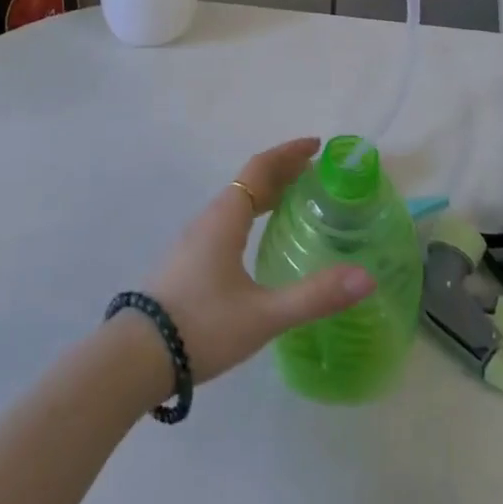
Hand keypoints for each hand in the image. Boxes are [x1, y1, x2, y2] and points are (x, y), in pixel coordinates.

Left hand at [143, 138, 373, 383]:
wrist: (136, 357)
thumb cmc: (202, 326)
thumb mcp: (263, 314)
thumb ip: (315, 296)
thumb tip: (366, 276)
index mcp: (226, 218)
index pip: (261, 169)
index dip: (289, 153)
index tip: (317, 146)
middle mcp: (209, 219)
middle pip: (249, 182)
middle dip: (282, 171)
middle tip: (315, 172)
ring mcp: (194, 240)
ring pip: (235, 201)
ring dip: (265, 192)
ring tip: (293, 199)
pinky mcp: (187, 261)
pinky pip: (226, 220)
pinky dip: (251, 212)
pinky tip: (257, 237)